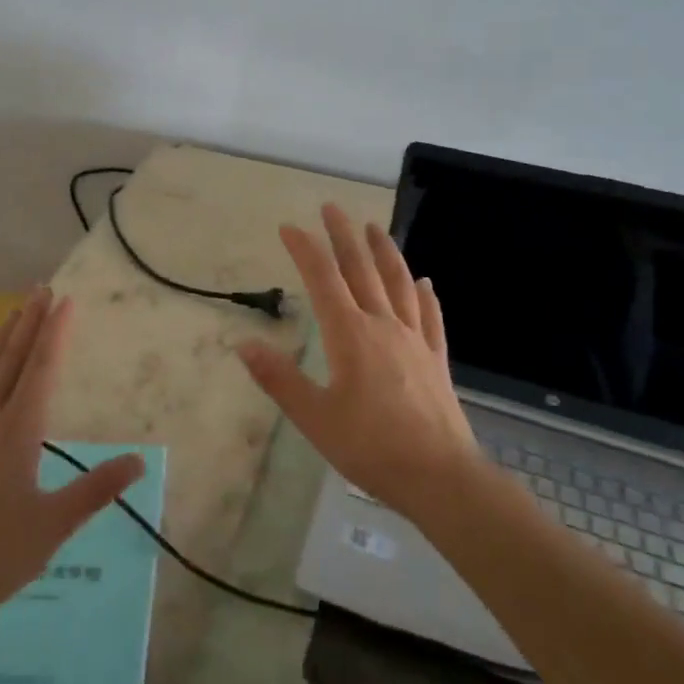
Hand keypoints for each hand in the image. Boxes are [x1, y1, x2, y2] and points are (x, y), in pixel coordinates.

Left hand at [0, 288, 144, 641]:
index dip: (54, 332)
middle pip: (10, 361)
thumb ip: (97, 488)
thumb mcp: (56, 524)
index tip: (65, 300)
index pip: (41, 369)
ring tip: (10, 313)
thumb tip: (140, 461)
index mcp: (18, 432)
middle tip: (40, 289)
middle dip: (27, 323)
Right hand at [237, 203, 480, 523]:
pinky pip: (430, 316)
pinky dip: (425, 294)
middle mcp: (383, 326)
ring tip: (374, 228)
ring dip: (384, 252)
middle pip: (362, 270)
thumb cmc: (370, 447)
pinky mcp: (436, 359)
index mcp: (350, 336)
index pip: (323, 281)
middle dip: (344, 237)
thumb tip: (244, 344)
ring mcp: (415, 340)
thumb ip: (279, 378)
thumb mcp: (314, 417)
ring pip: (399, 284)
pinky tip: (425, 281)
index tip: (289, 226)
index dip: (305, 250)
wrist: (439, 476)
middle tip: (332, 207)